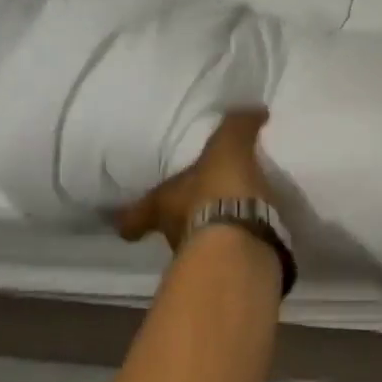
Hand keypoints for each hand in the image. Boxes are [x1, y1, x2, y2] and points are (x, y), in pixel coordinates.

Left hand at [117, 110, 274, 249]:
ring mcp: (200, 257)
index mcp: (162, 205)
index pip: (136, 214)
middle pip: (169, 228)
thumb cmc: (217, 192)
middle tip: (198, 207)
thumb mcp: (227, 149)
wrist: (241, 243)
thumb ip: (236, 128)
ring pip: (200, 243)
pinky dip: (240, 245)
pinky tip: (256, 234)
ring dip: (213, 233)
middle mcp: (174, 234)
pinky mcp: (228, 270)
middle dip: (182, 219)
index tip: (124, 225)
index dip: (130, 217)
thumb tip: (253, 110)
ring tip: (235, 218)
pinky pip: (232, 254)